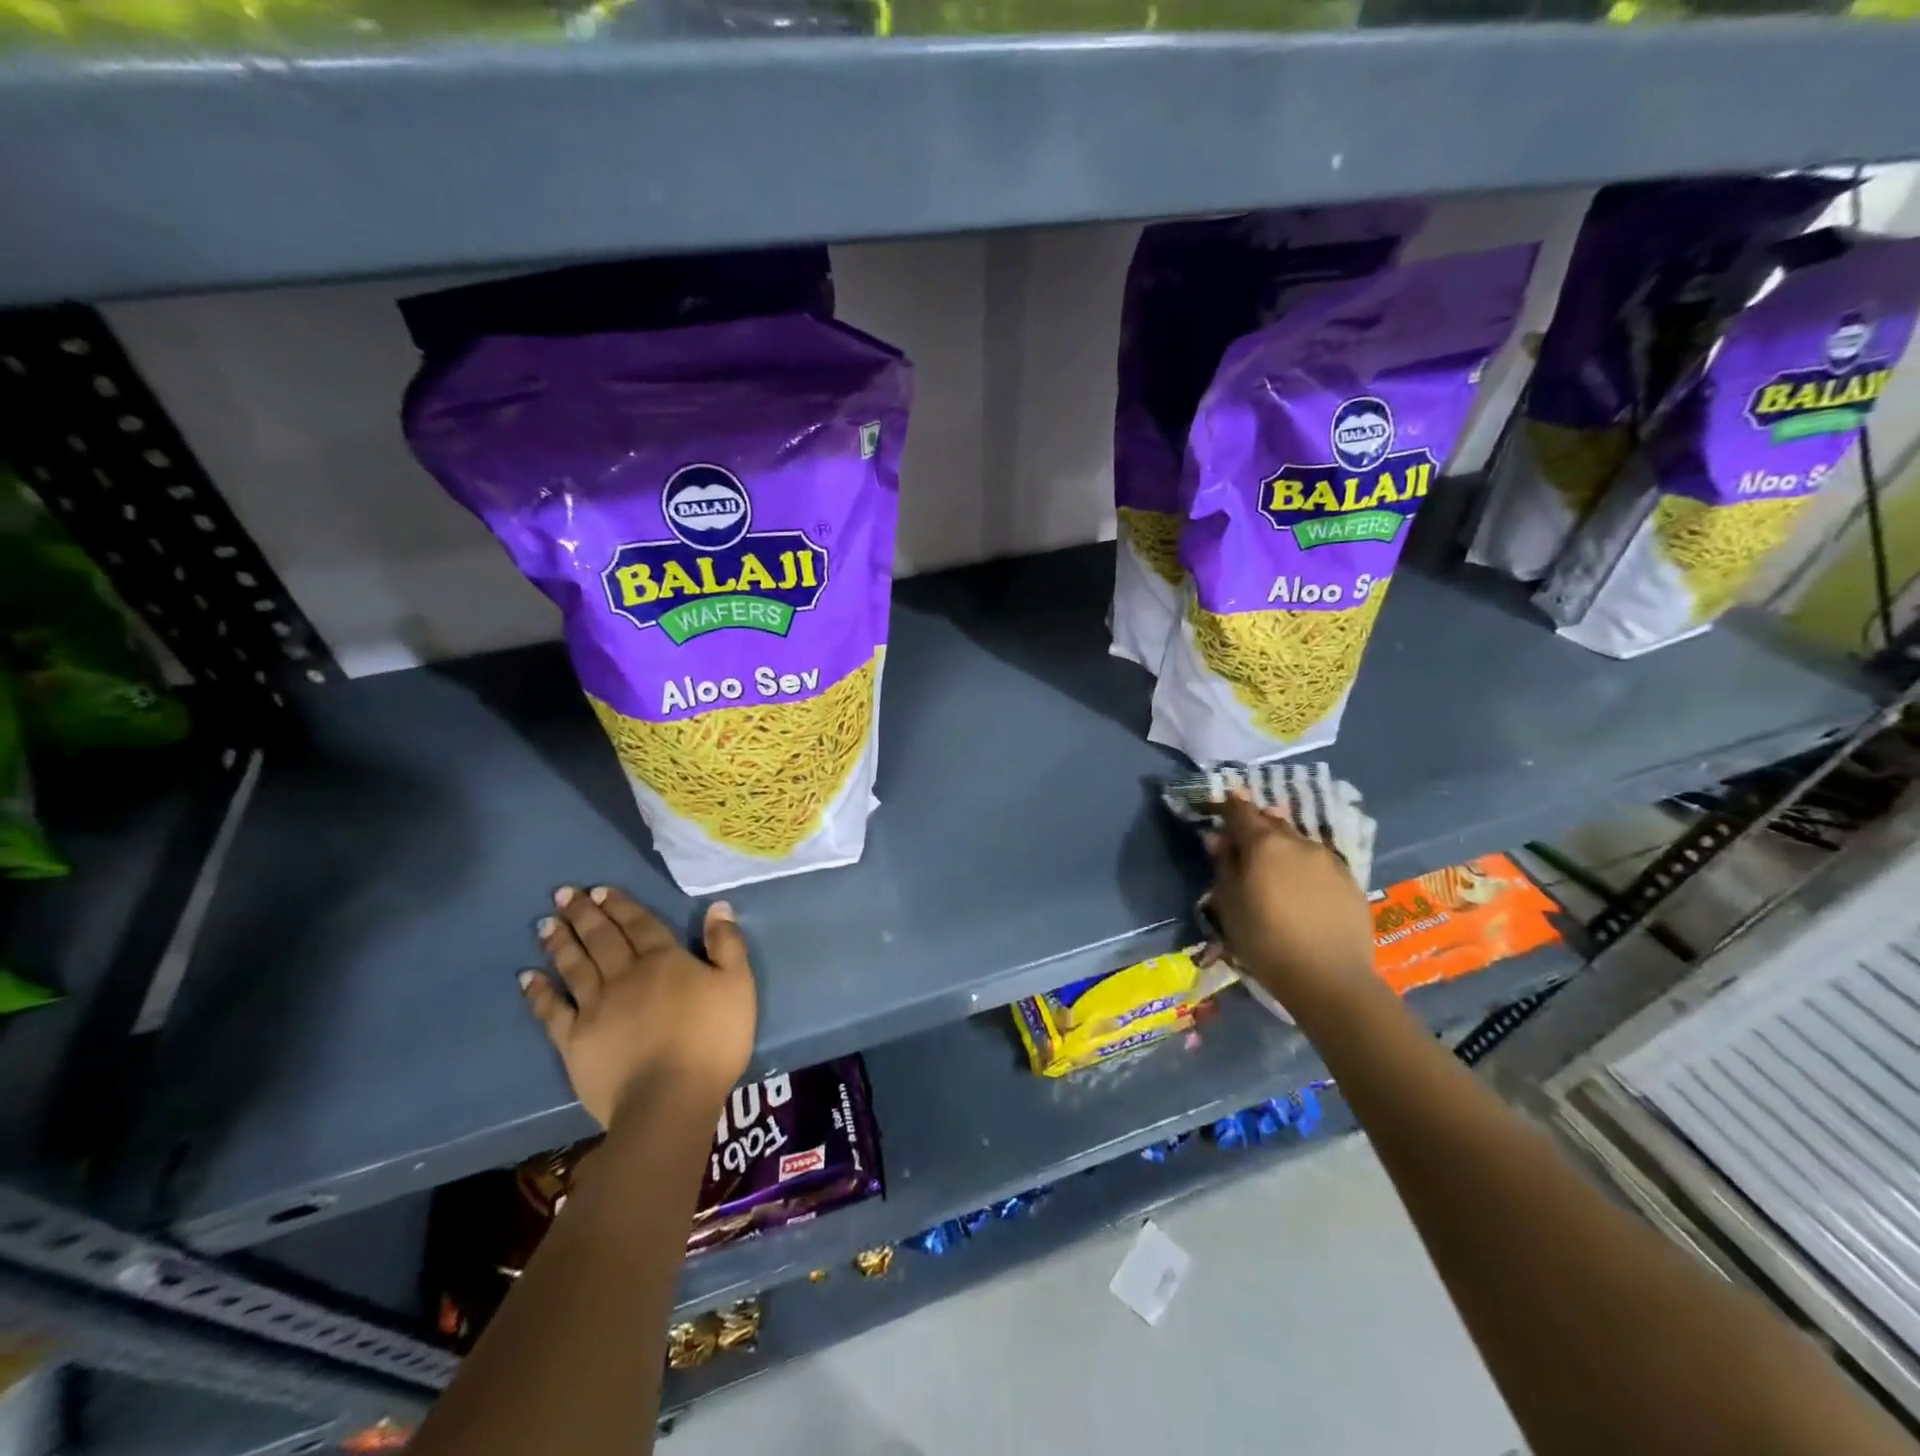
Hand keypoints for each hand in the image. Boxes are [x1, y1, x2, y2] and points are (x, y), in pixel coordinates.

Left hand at [521, 886, 756, 1128]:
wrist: (669, 1099)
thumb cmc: (713, 1040)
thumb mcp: (738, 986)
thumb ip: (727, 945)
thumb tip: (717, 906)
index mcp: (665, 960)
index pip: (639, 924)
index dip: (620, 905)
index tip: (599, 890)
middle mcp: (626, 975)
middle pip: (602, 938)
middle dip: (584, 914)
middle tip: (563, 894)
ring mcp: (596, 1007)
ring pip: (574, 966)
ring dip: (560, 942)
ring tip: (545, 923)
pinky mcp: (574, 1040)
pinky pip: (552, 1010)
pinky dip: (539, 992)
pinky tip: (527, 977)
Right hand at [1205, 790, 1374, 1015]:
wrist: (1330, 979)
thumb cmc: (1265, 940)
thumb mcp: (1229, 904)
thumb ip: (1223, 866)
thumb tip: (1218, 839)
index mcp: (1264, 844)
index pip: (1242, 811)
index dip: (1229, 806)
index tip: (1222, 805)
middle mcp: (1299, 842)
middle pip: (1272, 824)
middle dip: (1256, 828)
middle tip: (1244, 844)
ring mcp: (1330, 861)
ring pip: (1298, 844)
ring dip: (1283, 849)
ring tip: (1274, 871)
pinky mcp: (1351, 882)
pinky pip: (1320, 865)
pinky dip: (1305, 869)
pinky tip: (1302, 892)